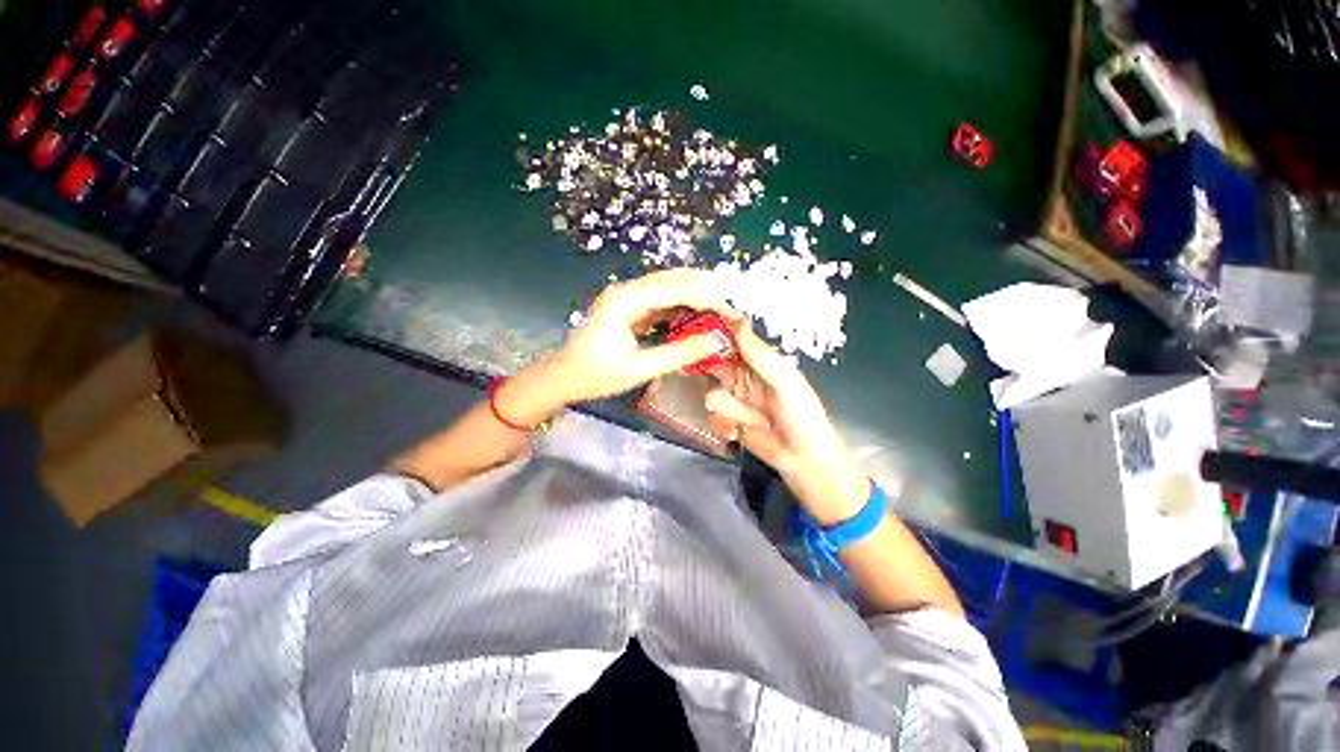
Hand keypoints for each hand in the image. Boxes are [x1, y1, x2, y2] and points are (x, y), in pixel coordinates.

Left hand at [496, 269, 737, 423]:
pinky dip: (683, 309)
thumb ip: (679, 353)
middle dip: (707, 293)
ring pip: (671, 288)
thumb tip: (716, 341)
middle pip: (675, 280)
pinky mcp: (631, 308)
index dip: (708, 299)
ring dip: (697, 299)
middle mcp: (628, 290)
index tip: (732, 313)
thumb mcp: (639, 368)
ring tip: (722, 314)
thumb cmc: (596, 374)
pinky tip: (699, 320)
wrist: (564, 377)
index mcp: (626, 299)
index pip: (676, 289)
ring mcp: (629, 297)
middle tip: (732, 310)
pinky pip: (663, 302)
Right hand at [704, 325, 868, 525]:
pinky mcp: (729, 422)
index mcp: (763, 364)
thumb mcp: (785, 383)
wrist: (804, 461)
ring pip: (713, 394)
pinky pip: (713, 416)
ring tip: (748, 420)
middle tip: (709, 379)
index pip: (736, 341)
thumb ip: (760, 357)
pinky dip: (724, 424)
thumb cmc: (802, 417)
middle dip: (712, 373)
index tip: (703, 327)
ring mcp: (736, 401)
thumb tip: (738, 322)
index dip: (720, 333)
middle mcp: (745, 378)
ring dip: (729, 408)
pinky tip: (738, 431)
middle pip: (717, 365)